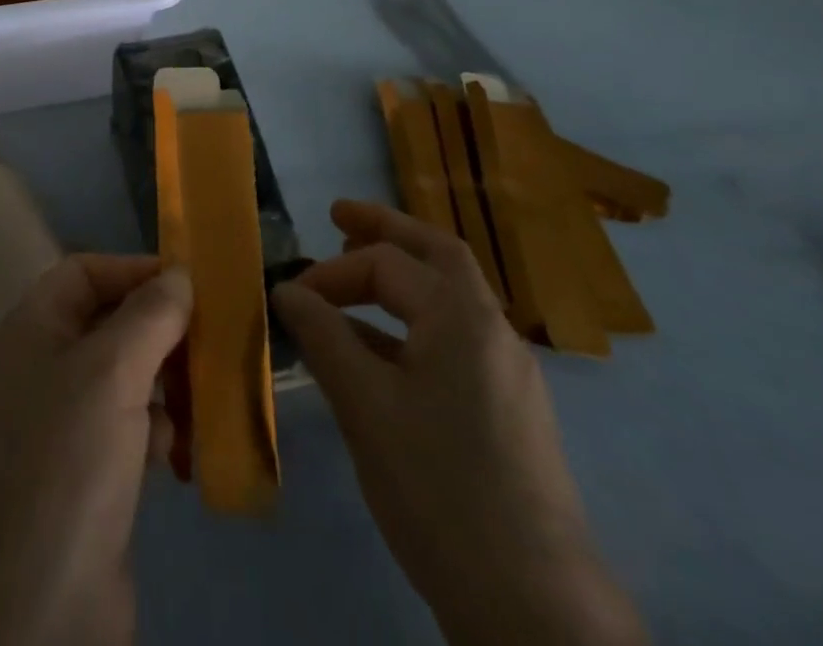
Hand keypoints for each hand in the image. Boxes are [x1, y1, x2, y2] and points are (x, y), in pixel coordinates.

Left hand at [0, 255, 192, 645]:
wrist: (31, 611)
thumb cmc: (67, 462)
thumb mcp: (111, 371)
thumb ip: (149, 315)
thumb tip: (180, 274)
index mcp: (33, 328)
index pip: (84, 271)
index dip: (134, 270)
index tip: (190, 284)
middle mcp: (44, 366)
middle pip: (110, 323)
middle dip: (161, 331)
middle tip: (213, 343)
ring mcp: (64, 424)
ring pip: (126, 378)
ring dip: (167, 384)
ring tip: (203, 401)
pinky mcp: (87, 476)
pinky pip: (130, 430)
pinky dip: (159, 432)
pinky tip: (180, 454)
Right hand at [273, 200, 647, 645]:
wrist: (535, 606)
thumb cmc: (438, 488)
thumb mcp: (365, 406)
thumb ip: (324, 336)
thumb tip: (287, 290)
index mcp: (461, 316)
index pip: (386, 263)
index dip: (331, 273)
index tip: (289, 299)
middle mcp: (493, 329)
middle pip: (437, 253)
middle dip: (384, 229)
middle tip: (338, 217)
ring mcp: (508, 370)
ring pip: (450, 295)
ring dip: (401, 276)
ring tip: (352, 280)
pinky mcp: (510, 409)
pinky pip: (455, 338)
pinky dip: (413, 323)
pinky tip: (380, 351)